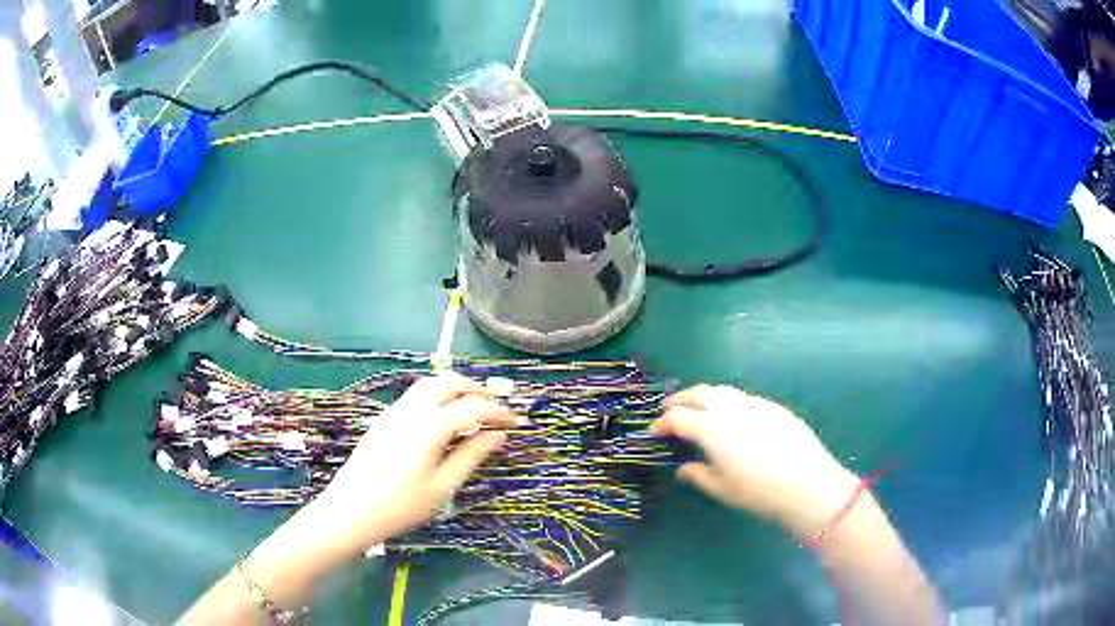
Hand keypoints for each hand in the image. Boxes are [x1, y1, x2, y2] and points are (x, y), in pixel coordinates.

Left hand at [307, 373, 517, 553]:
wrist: (350, 511)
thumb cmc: (400, 506)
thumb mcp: (442, 487)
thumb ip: (471, 457)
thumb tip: (497, 436)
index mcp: (428, 428)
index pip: (471, 406)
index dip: (497, 411)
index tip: (515, 422)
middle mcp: (409, 411)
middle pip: (448, 382)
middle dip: (476, 389)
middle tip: (495, 409)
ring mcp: (393, 413)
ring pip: (429, 385)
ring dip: (455, 390)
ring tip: (472, 412)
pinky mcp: (383, 421)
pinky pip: (415, 397)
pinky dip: (437, 398)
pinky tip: (443, 422)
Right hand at [651, 384, 858, 539]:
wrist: (807, 483)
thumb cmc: (758, 491)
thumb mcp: (721, 488)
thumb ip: (698, 474)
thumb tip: (684, 468)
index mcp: (712, 427)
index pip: (678, 417)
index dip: (662, 423)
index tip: (654, 432)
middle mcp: (731, 408)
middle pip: (699, 393)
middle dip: (680, 399)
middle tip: (669, 410)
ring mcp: (755, 403)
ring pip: (723, 391)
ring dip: (705, 398)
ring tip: (700, 411)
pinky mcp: (774, 407)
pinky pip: (745, 398)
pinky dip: (729, 404)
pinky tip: (735, 420)